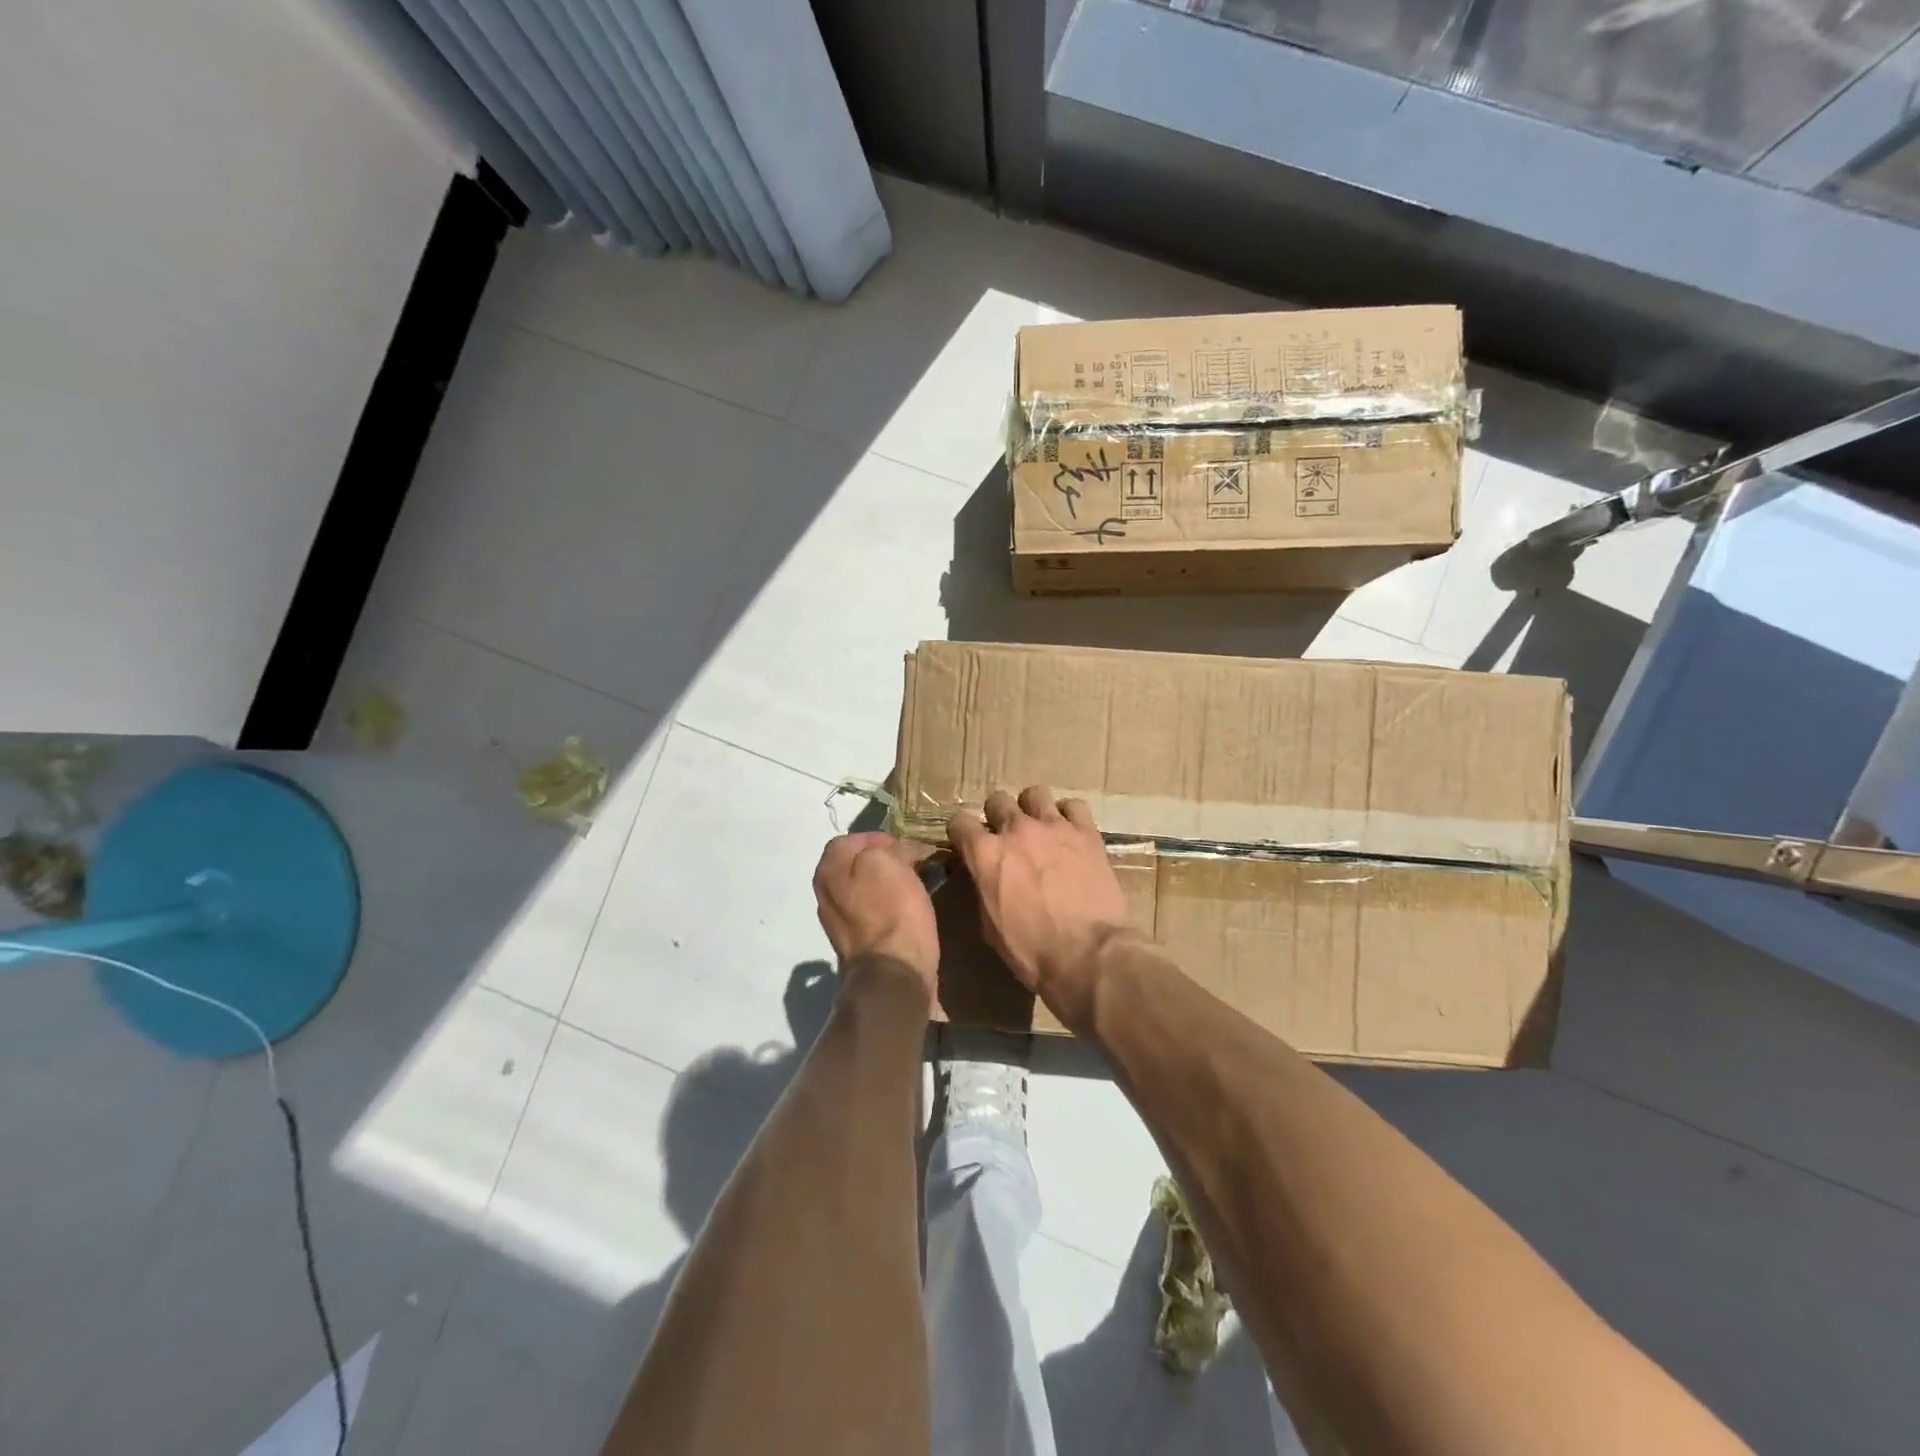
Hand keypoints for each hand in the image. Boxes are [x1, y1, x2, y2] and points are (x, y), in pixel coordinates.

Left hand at [812, 833, 938, 997]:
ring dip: (885, 886)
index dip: (879, 838)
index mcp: (828, 869)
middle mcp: (825, 893)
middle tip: (911, 865)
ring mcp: (837, 922)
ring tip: (912, 887)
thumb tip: (889, 851)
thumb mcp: (885, 861)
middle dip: (881, 862)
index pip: (850, 839)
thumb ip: (879, 847)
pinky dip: (887, 909)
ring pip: (863, 889)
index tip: (905, 847)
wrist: (893, 974)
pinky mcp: (855, 944)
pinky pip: (871, 913)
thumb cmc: (892, 911)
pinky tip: (906, 913)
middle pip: (855, 865)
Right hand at [948, 786, 1134, 1016]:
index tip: (967, 842)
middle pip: (997, 800)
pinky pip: (1073, 806)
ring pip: (1035, 794)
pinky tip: (1070, 832)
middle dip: (997, 816)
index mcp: (985, 853)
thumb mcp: (990, 926)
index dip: (961, 832)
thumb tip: (983, 876)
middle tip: (1007, 837)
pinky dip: (1068, 816)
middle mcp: (1015, 829)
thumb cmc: (1032, 951)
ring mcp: (1053, 826)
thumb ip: (983, 888)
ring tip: (1040, 828)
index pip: (959, 821)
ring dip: (1032, 809)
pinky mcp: (1086, 832)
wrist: (1087, 954)